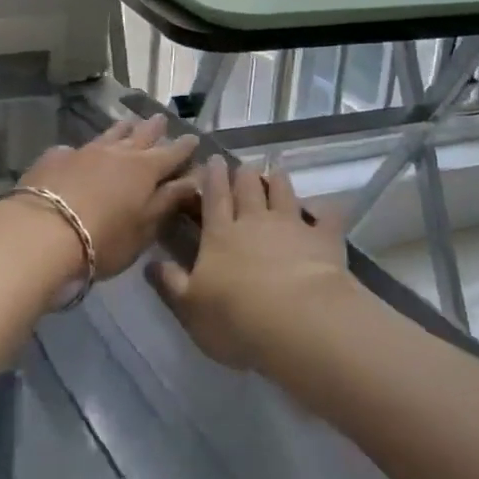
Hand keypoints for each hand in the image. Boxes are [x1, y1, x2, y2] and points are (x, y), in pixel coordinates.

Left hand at [17, 115, 198, 280]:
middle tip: (161, 119)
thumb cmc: (103, 238)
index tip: (194, 138)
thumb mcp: (144, 227)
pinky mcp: (55, 158)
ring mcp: (84, 151)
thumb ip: (169, 201)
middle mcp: (117, 153)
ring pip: (109, 134)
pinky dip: (84, 149)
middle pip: (141, 135)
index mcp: (145, 170)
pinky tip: (78, 152)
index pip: (172, 154)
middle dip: (154, 128)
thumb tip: (194, 178)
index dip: (184, 147)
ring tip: (129, 122)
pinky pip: (75, 148)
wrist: (41, 233)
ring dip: (122, 129)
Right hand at [148, 155, 351, 370]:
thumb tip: (150, 263)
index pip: (214, 198)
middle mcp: (255, 221)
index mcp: (220, 234)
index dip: (212, 177)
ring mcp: (292, 226)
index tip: (213, 159)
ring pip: (284, 193)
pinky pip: (327, 216)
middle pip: (248, 189)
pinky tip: (328, 206)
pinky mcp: (324, 238)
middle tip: (243, 164)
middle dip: (244, 174)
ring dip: (279, 181)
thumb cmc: (235, 317)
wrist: (296, 319)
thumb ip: (170, 283)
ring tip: (276, 170)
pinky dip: (327, 209)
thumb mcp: (190, 307)